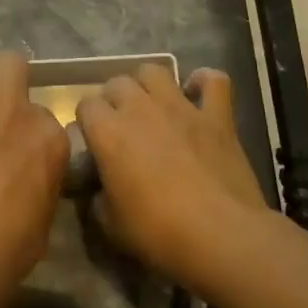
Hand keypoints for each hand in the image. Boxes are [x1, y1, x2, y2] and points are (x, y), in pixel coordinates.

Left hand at [0, 51, 68, 304]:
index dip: (30, 123)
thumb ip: (43, 172)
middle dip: (7, 76)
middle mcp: (16, 110)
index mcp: (49, 136)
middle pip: (13, 64)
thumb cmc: (11, 245)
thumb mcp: (47, 208)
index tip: (19, 141)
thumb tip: (32, 166)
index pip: (44, 109)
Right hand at [75, 65, 271, 290]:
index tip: (93, 143)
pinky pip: (213, 81)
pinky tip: (197, 95)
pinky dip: (204, 82)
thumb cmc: (158, 233)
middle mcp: (140, 109)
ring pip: (155, 71)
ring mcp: (181, 108)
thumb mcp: (111, 225)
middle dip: (114, 100)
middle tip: (121, 126)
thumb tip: (98, 191)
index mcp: (108, 132)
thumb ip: (97, 199)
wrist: (221, 236)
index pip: (85, 105)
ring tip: (152, 106)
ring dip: (148, 85)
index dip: (87, 122)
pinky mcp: (217, 116)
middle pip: (117, 83)